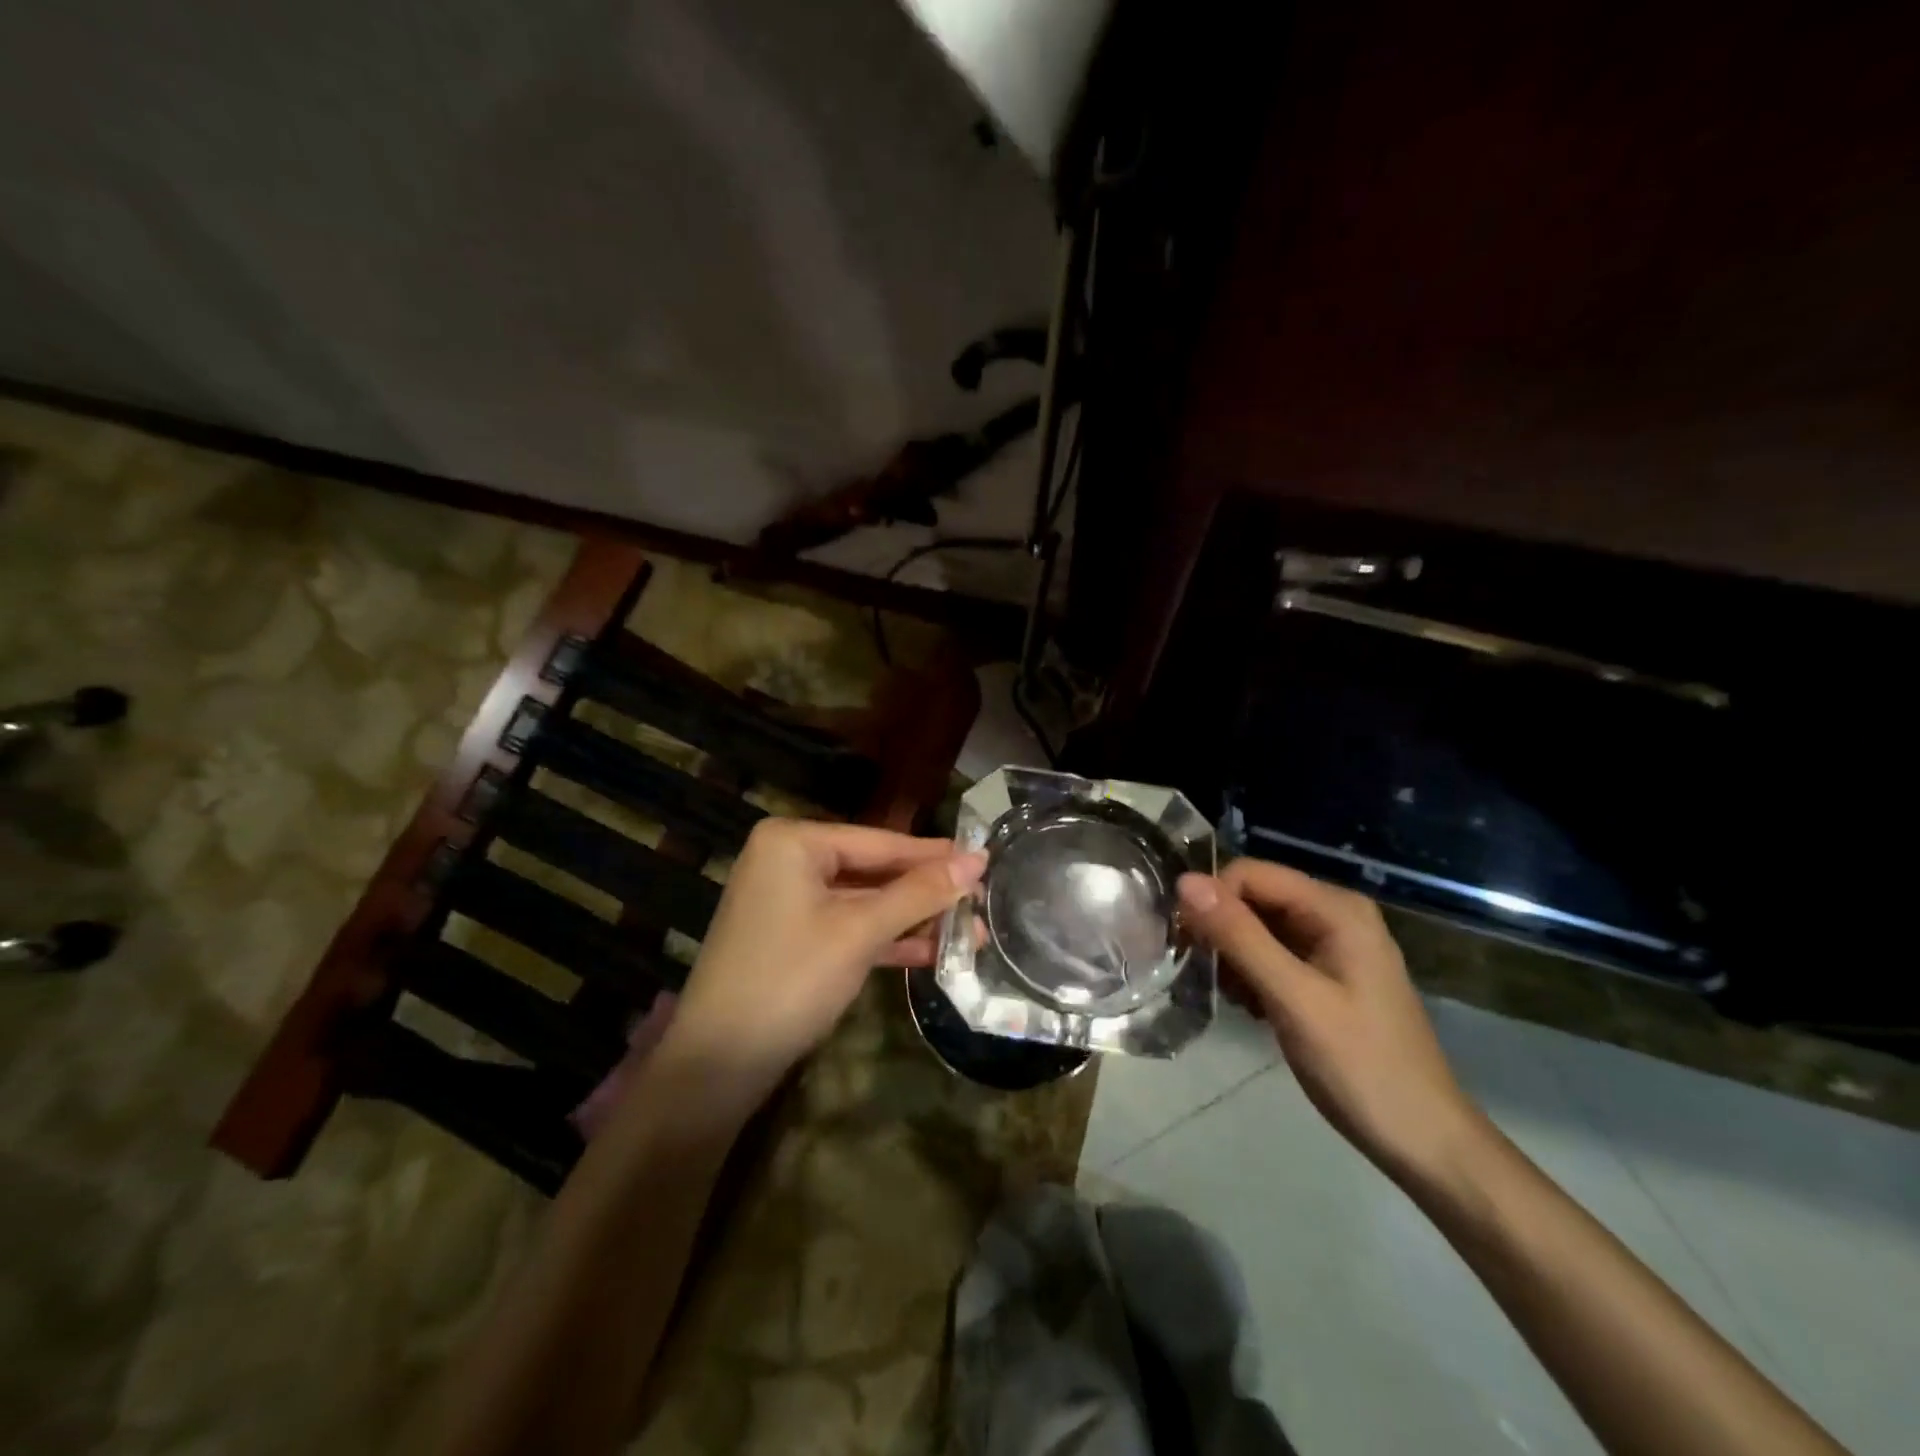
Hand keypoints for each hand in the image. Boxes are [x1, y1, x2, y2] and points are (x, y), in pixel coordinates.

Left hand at [664, 819, 985, 1097]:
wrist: (717, 1064)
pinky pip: (848, 927)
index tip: (985, 860)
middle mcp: (789, 861)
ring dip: (913, 920)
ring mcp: (789, 901)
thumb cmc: (790, 980)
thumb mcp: (860, 932)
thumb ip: (919, 894)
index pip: (880, 841)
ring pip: (864, 902)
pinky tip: (931, 953)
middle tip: (982, 901)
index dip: (935, 855)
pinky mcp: (793, 938)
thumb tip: (978, 860)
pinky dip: (885, 939)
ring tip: (971, 933)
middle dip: (927, 894)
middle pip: (874, 870)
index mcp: (794, 842)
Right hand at [1178, 860, 1485, 1184]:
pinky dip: (1250, 973)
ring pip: (1258, 926)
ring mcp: (1332, 945)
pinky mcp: (1326, 973)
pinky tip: (1250, 1007)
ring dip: (1233, 955)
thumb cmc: (1362, 1067)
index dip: (1212, 899)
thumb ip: (1240, 937)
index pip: (1251, 873)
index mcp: (1336, 908)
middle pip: (1254, 897)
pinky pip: (1272, 952)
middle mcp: (1334, 914)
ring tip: (1230, 996)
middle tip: (1201, 972)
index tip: (1186, 942)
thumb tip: (1185, 881)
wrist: (1424, 1141)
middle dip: (1221, 929)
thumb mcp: (1294, 998)